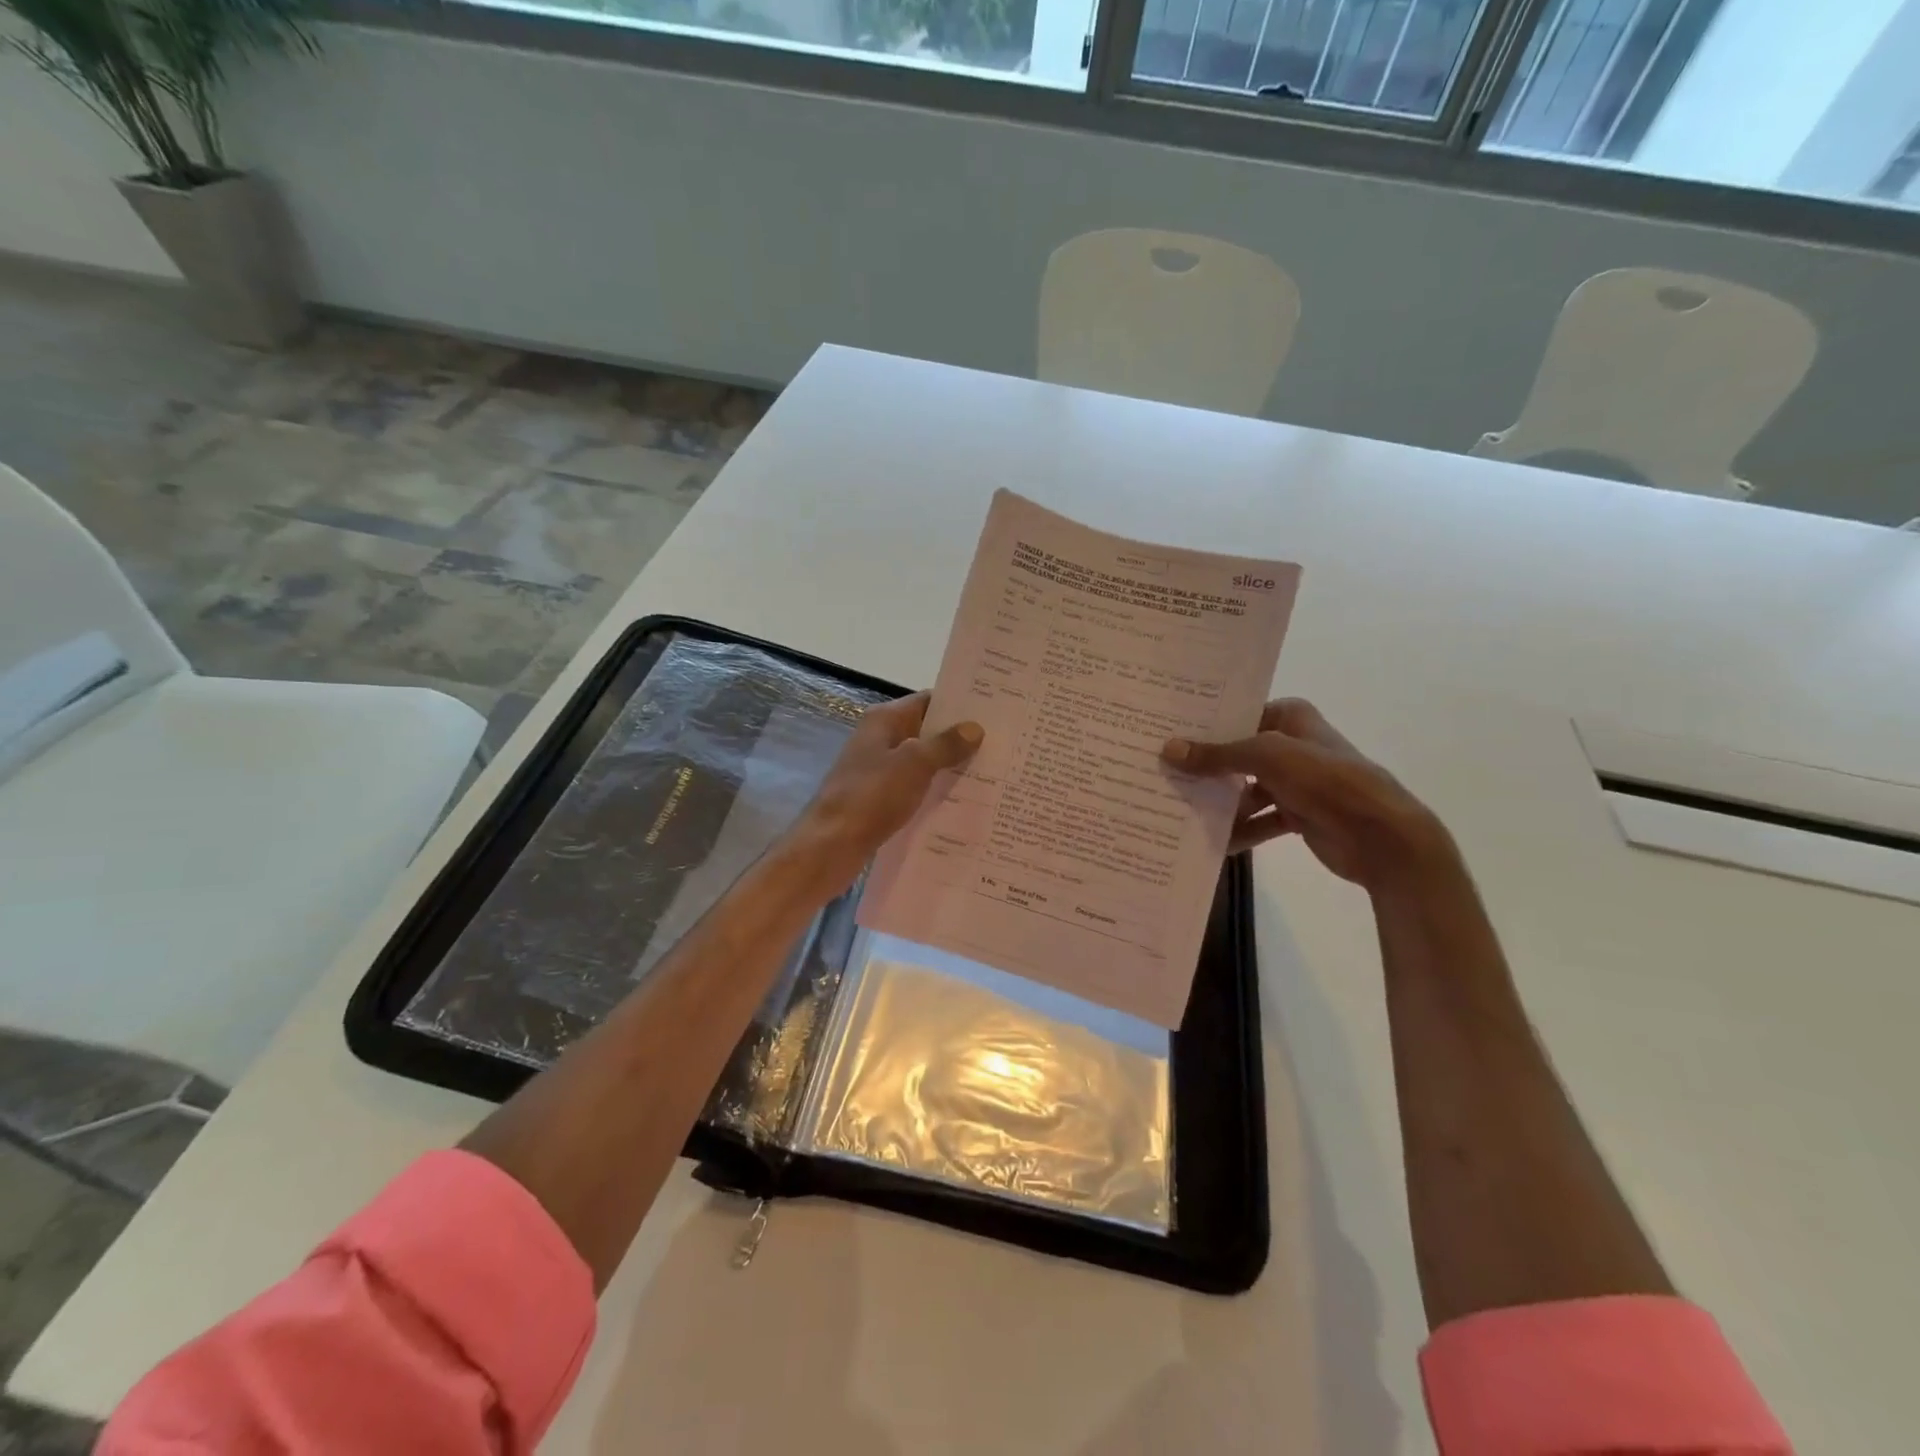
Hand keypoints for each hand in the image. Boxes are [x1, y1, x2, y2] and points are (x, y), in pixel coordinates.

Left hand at [789, 692, 982, 892]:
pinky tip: (964, 802)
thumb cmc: (871, 796)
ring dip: (950, 767)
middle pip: (927, 731)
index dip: (959, 705)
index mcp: (885, 720)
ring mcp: (879, 770)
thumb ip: (945, 744)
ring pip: (922, 762)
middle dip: (960, 738)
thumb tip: (975, 727)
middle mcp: (881, 739)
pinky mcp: (880, 799)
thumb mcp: (914, 764)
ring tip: (993, 773)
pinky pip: (915, 788)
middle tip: (1002, 745)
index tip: (995, 712)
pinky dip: (935, 791)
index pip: (928, 701)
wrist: (830, 846)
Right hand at [1163, 698, 1453, 892]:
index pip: (1238, 715)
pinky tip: (1211, 841)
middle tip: (1160, 772)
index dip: (1203, 726)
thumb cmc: (1326, 780)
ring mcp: (1295, 781)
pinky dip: (1239, 830)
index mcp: (1290, 717)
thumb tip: (1168, 750)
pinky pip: (1258, 820)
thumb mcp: (1267, 757)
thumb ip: (1217, 755)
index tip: (1163, 734)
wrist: (1381, 836)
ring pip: (1245, 789)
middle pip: (1237, 753)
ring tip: (1177, 809)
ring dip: (1219, 802)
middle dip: (1204, 766)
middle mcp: (1291, 745)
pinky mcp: (1297, 815)